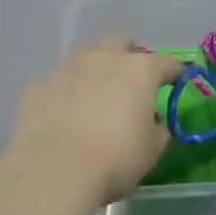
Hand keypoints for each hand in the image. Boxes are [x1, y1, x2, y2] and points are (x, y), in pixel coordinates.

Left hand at [3, 39, 185, 205]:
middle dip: (128, 56)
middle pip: (121, 43)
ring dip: (95, 65)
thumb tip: (154, 122)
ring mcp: (68, 66)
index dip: (174, 71)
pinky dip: (65, 88)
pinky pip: (58, 78)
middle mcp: (104, 58)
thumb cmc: (115, 159)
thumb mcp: (152, 150)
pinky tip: (64, 109)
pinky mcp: (38, 83)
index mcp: (140, 70)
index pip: (166, 62)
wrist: (54, 170)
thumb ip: (159, 129)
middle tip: (130, 80)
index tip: (177, 81)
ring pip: (86, 53)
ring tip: (95, 88)